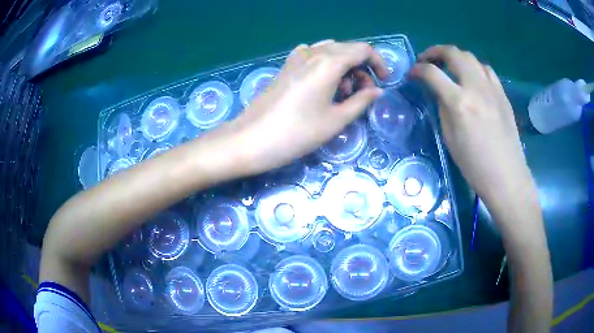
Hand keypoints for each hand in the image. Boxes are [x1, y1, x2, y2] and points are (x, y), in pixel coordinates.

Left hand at [220, 40, 385, 175]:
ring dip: (345, 68)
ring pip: (331, 52)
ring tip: (343, 95)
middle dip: (362, 68)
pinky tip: (324, 87)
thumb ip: (361, 101)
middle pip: (347, 49)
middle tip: (363, 94)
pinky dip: (327, 67)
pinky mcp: (286, 66)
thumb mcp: (336, 120)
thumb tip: (376, 91)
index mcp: (328, 61)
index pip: (363, 49)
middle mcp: (313, 52)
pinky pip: (314, 57)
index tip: (384, 81)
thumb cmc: (297, 133)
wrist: (251, 139)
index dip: (379, 63)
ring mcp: (296, 57)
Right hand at [410, 45, 536, 209]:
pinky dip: (474, 67)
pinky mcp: (502, 93)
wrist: (506, 175)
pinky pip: (486, 69)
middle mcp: (475, 87)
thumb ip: (443, 108)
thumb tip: (439, 91)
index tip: (412, 74)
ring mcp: (492, 88)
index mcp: (459, 102)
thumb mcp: (449, 138)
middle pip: (452, 53)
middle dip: (435, 52)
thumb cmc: (474, 165)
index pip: (432, 73)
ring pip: (470, 57)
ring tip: (449, 67)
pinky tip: (472, 78)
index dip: (417, 69)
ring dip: (455, 57)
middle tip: (427, 61)